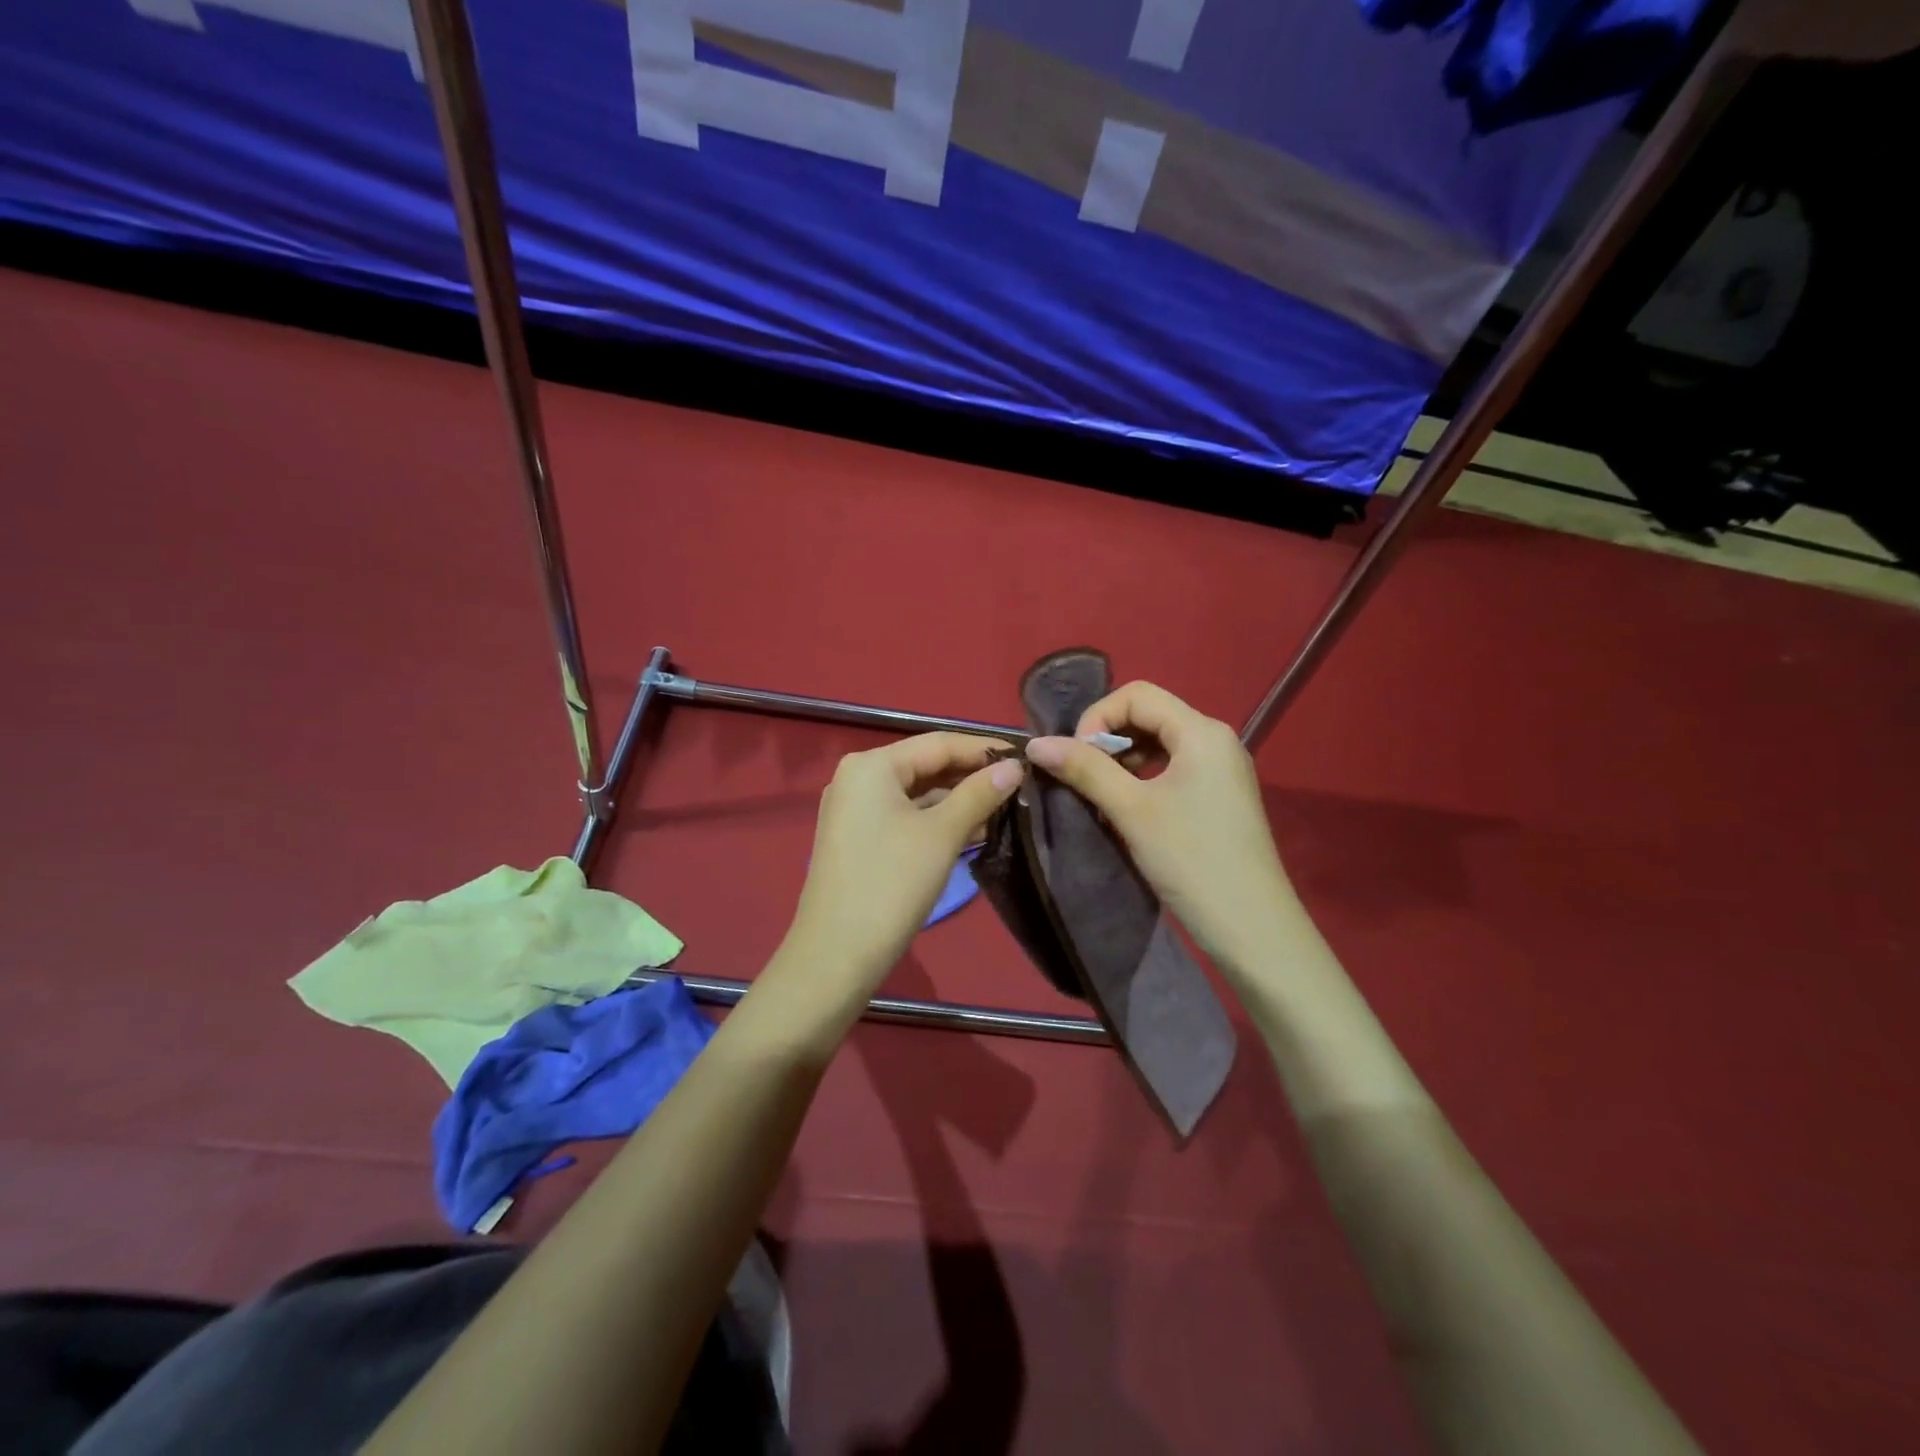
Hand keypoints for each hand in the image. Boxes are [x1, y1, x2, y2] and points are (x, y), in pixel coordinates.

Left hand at [779, 733, 1023, 1001]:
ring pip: (917, 794)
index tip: (1026, 756)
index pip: (938, 743)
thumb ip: (979, 794)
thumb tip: (1015, 766)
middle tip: (1021, 784)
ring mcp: (854, 810)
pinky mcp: (858, 839)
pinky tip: (976, 831)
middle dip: (972, 776)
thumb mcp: (942, 834)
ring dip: (958, 801)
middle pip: (926, 766)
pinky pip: (905, 817)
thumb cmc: (891, 883)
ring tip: (1007, 807)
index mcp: (872, 765)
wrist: (837, 955)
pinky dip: (937, 821)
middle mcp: (858, 778)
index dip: (984, 749)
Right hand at [1024, 682, 1295, 970]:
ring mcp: (1221, 768)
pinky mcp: (1220, 795)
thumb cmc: (1191, 860)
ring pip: (1160, 743)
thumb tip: (1036, 744)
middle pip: (1149, 715)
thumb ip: (1085, 770)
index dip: (1097, 718)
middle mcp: (1216, 739)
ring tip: (1100, 794)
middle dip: (1108, 739)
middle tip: (1082, 777)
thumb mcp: (1131, 811)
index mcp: (1201, 731)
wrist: (1252, 927)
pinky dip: (1143, 777)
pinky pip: (1173, 767)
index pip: (1137, 695)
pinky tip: (1127, 807)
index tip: (1076, 758)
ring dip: (1123, 760)